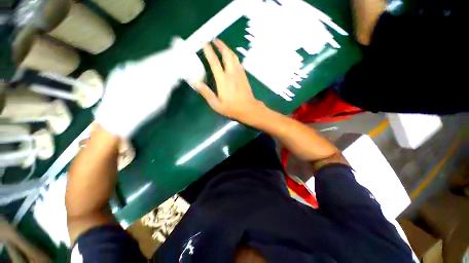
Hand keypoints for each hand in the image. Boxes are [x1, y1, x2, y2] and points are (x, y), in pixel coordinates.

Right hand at [192, 40, 265, 122]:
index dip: (209, 51)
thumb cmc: (232, 108)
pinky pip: (238, 62)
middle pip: (226, 54)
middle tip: (213, 39)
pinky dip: (233, 56)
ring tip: (221, 45)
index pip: (214, 62)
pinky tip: (231, 57)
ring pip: (233, 56)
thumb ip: (206, 93)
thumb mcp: (217, 105)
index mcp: (223, 80)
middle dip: (220, 45)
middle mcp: (231, 73)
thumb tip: (196, 83)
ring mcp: (239, 73)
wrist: (249, 109)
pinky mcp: (244, 76)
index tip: (204, 43)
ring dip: (227, 49)